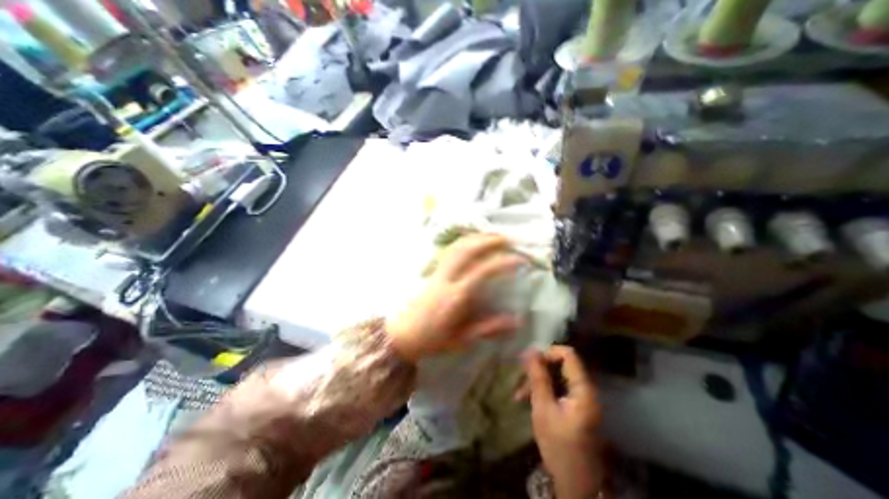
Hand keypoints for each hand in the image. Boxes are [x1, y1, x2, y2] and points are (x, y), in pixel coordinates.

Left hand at [387, 235, 521, 362]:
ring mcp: (438, 272)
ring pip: (457, 247)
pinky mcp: (433, 271)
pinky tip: (471, 242)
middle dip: (489, 241)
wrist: (402, 335)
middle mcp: (447, 278)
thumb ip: (488, 328)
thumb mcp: (462, 339)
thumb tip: (516, 321)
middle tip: (508, 239)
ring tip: (492, 235)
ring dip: (476, 238)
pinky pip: (449, 251)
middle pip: (468, 250)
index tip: (520, 260)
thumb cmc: (432, 340)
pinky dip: (463, 242)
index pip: (482, 271)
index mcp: (456, 296)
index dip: (503, 262)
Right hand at [523, 346, 603, 497]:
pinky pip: (558, 387)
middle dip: (539, 369)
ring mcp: (581, 398)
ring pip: (557, 376)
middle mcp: (585, 390)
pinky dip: (544, 389)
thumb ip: (538, 378)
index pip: (568, 355)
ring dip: (539, 380)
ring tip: (521, 393)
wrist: (575, 483)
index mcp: (583, 390)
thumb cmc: (558, 446)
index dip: (548, 353)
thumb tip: (531, 350)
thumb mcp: (543, 409)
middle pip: (561, 364)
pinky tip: (528, 398)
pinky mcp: (576, 405)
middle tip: (521, 378)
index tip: (530, 362)